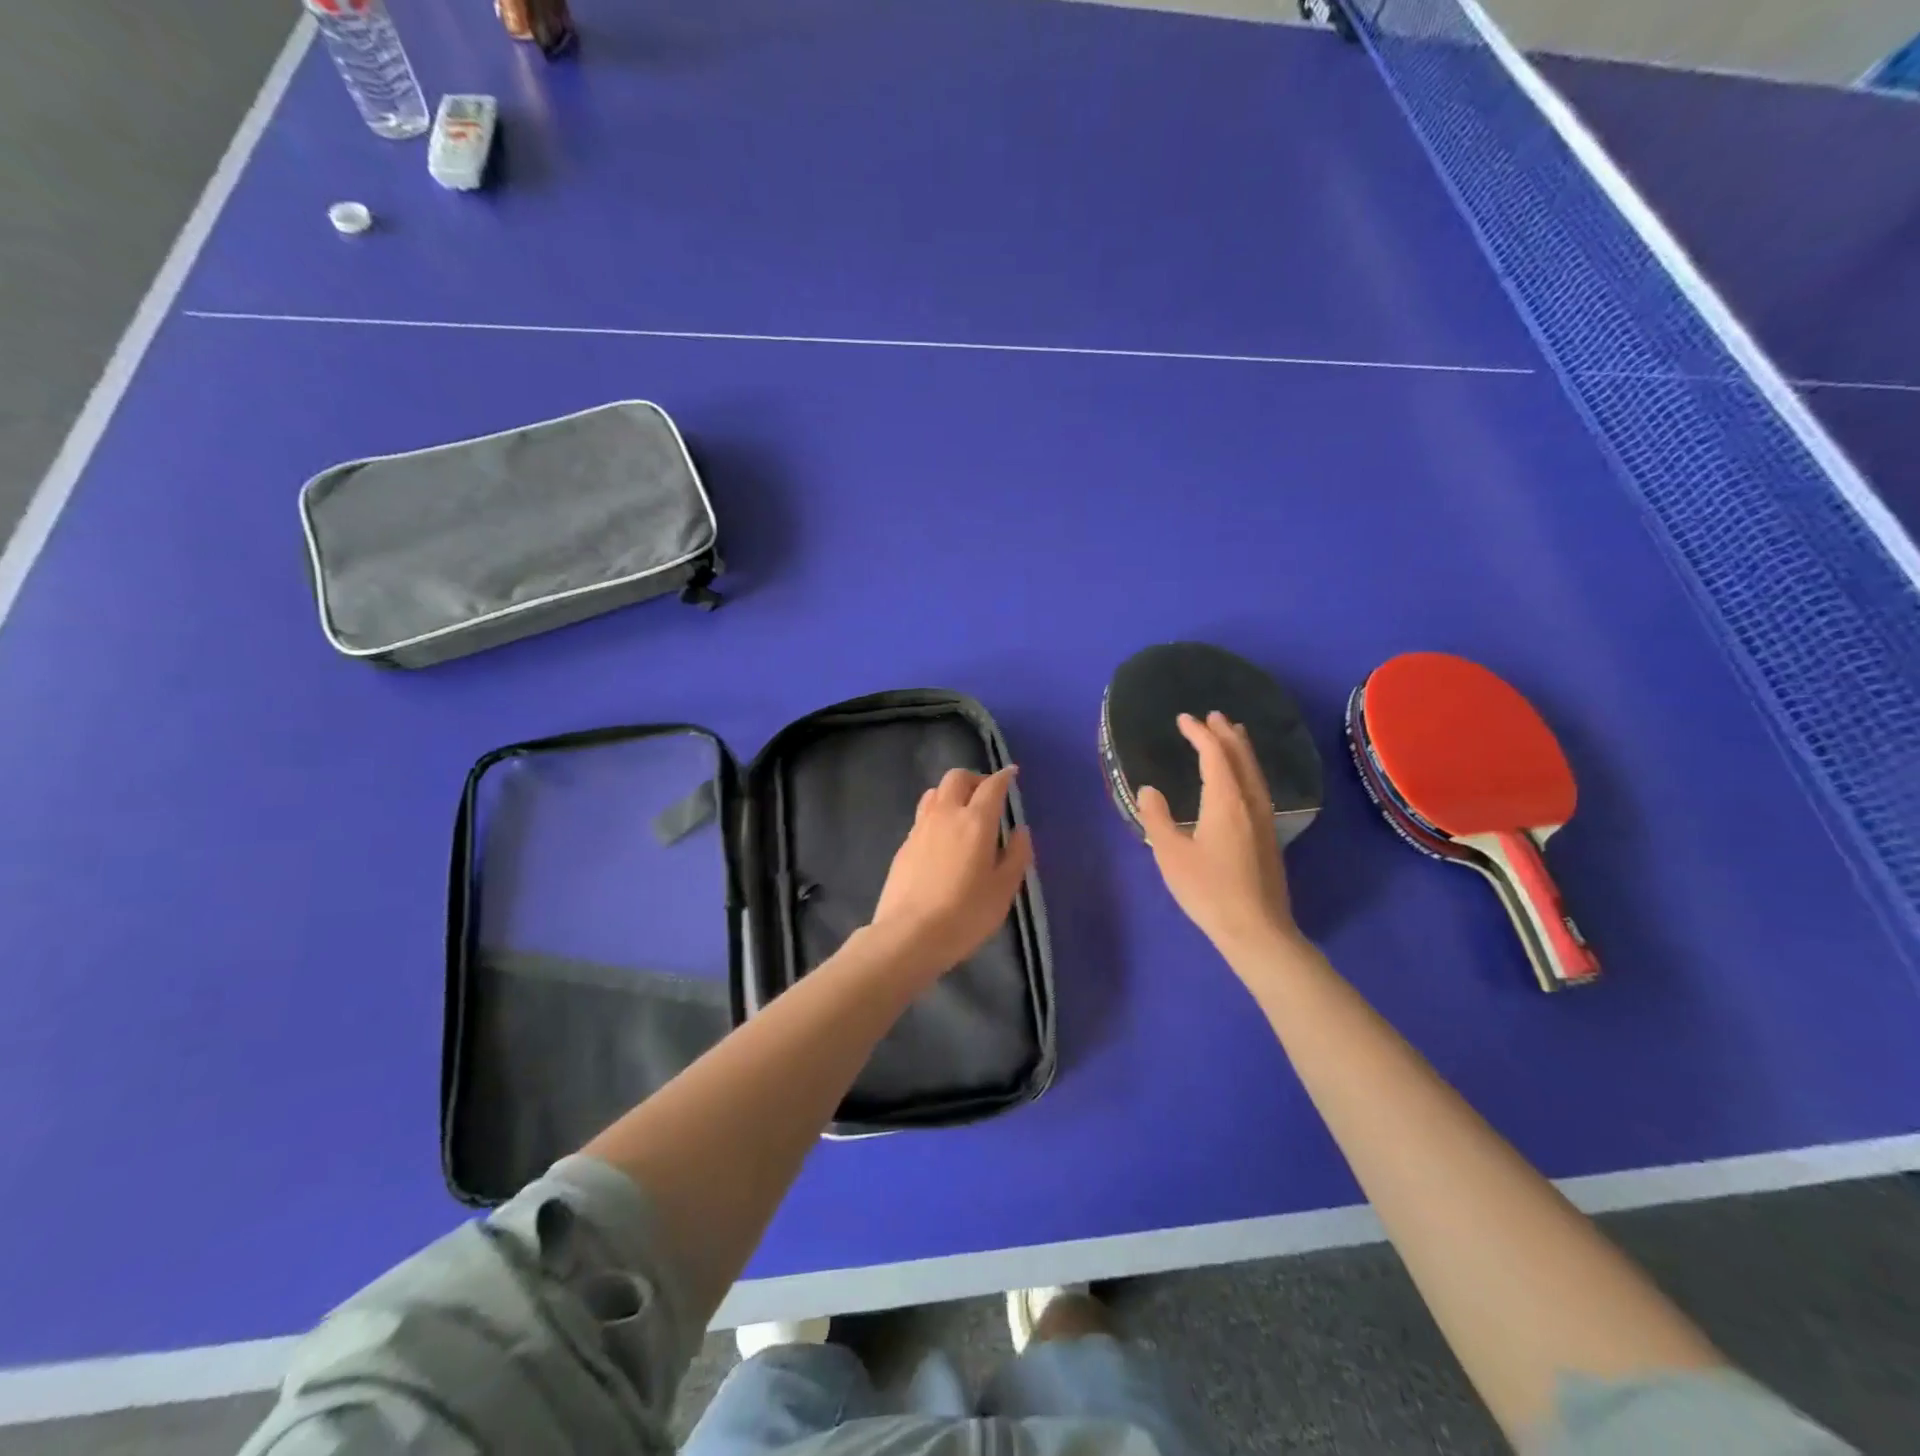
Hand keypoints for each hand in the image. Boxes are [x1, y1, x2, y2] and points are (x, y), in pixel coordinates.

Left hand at [869, 766, 1034, 981]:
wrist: (909, 934)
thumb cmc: (965, 914)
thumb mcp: (1003, 890)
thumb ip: (1017, 856)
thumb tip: (1020, 831)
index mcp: (975, 821)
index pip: (991, 786)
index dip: (1004, 777)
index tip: (1012, 774)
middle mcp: (946, 814)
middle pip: (956, 778)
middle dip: (974, 778)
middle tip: (987, 794)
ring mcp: (920, 828)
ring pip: (934, 792)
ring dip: (952, 793)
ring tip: (963, 812)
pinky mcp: (904, 845)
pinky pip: (923, 815)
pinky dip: (937, 814)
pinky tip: (943, 837)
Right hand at [1137, 712, 1301, 959]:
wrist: (1256, 929)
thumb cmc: (1208, 890)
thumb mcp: (1170, 854)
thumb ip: (1157, 817)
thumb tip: (1149, 789)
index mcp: (1226, 801)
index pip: (1214, 755)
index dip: (1199, 734)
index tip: (1183, 719)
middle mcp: (1250, 803)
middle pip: (1241, 758)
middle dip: (1226, 734)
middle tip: (1214, 716)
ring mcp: (1264, 820)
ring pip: (1255, 773)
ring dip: (1241, 750)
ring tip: (1233, 736)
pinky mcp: (1269, 837)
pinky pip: (1258, 788)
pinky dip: (1248, 770)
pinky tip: (1243, 781)